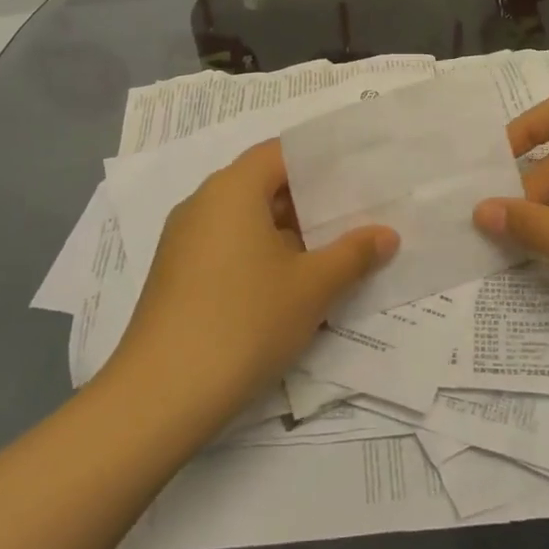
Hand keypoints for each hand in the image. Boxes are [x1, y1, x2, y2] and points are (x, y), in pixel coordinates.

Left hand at [105, 139, 397, 433]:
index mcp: (232, 189)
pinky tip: (290, 287)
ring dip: (288, 234)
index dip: (320, 161)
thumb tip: (387, 235)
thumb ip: (353, 254)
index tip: (357, 177)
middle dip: (310, 203)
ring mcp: (184, 241)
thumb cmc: (244, 322)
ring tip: (332, 254)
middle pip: (263, 185)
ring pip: (246, 221)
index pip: (280, 153)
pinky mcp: (177, 276)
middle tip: (356, 217)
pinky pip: (227, 248)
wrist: (161, 395)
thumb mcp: (311, 288)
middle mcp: (203, 203)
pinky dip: (260, 256)